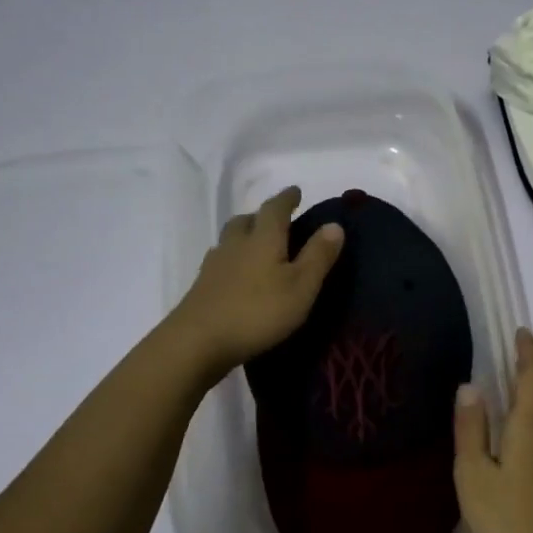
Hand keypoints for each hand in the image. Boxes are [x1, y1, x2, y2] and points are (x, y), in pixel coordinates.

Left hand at [168, 186, 343, 378]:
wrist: (197, 341)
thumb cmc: (258, 311)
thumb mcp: (301, 286)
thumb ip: (318, 255)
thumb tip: (334, 224)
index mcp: (263, 238)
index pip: (275, 208)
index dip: (287, 198)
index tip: (295, 191)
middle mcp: (236, 244)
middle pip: (247, 220)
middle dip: (262, 215)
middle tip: (276, 219)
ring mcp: (215, 264)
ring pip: (230, 238)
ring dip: (245, 234)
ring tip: (257, 244)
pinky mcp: (202, 286)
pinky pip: (220, 260)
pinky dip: (232, 258)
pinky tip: (237, 273)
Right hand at [454, 328, 532, 532]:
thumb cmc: (508, 521)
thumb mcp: (474, 475)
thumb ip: (471, 428)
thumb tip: (471, 385)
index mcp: (532, 427)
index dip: (528, 352)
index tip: (522, 333)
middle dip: (529, 377)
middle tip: (506, 368)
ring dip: (532, 407)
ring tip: (507, 410)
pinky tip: (521, 455)